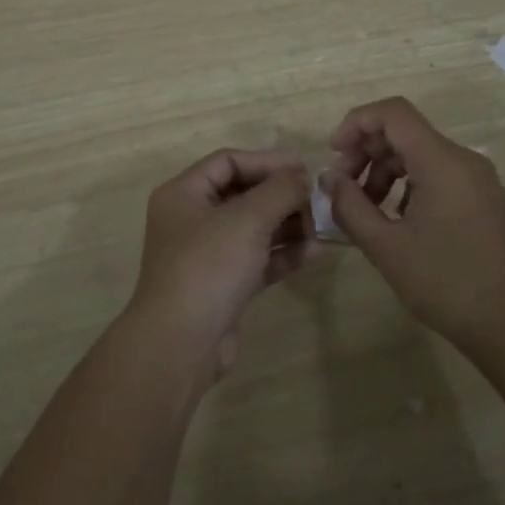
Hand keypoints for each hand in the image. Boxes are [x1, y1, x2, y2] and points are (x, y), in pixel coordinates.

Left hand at [130, 149, 311, 378]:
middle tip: (319, 199)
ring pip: (252, 228)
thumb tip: (301, 176)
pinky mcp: (223, 285)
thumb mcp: (247, 218)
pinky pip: (257, 259)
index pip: (228, 162)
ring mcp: (206, 254)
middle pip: (242, 194)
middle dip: (281, 195)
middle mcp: (191, 219)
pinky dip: (283, 253)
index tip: (304, 168)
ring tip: (323, 226)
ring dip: (287, 224)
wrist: (181, 343)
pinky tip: (315, 252)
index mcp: (184, 194)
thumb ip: (280, 190)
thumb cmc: (209, 266)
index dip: (266, 161)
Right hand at [323, 97, 504, 353]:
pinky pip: (439, 173)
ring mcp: (478, 179)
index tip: (334, 155)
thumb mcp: (386, 247)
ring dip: (386, 170)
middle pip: (405, 132)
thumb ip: (350, 206)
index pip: (393, 113)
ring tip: (366, 209)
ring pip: (421, 154)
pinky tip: (398, 219)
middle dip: (367, 150)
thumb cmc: (446, 284)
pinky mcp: (485, 198)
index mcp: (441, 162)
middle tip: (343, 188)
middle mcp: (463, 159)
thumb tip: (329, 178)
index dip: (356, 123)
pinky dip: (409, 183)